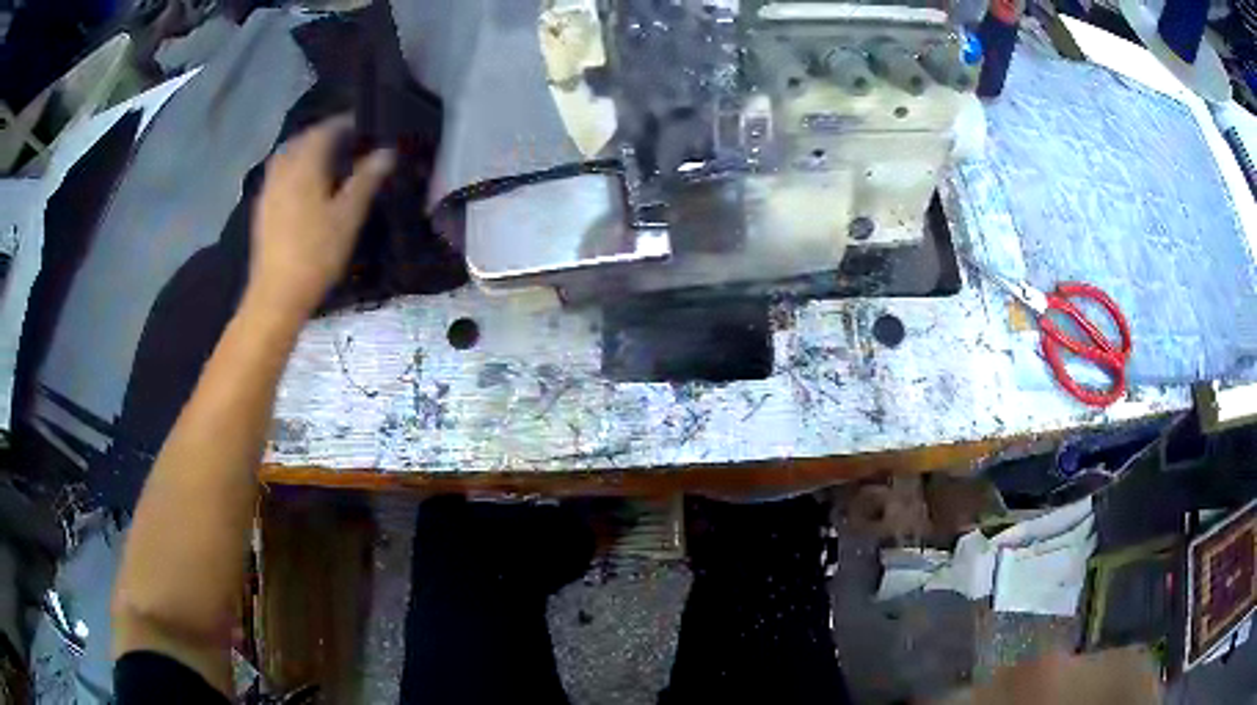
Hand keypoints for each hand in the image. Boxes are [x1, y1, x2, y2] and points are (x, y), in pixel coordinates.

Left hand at [245, 116, 394, 321]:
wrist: (276, 294)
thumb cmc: (316, 254)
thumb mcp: (348, 216)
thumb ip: (366, 180)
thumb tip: (386, 152)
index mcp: (304, 167)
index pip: (325, 130)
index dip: (344, 123)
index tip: (363, 123)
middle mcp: (283, 171)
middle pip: (302, 140)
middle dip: (323, 134)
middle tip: (345, 139)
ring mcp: (269, 190)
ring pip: (287, 156)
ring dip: (305, 150)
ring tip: (325, 158)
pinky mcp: (263, 209)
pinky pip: (278, 175)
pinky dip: (293, 168)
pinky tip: (303, 184)